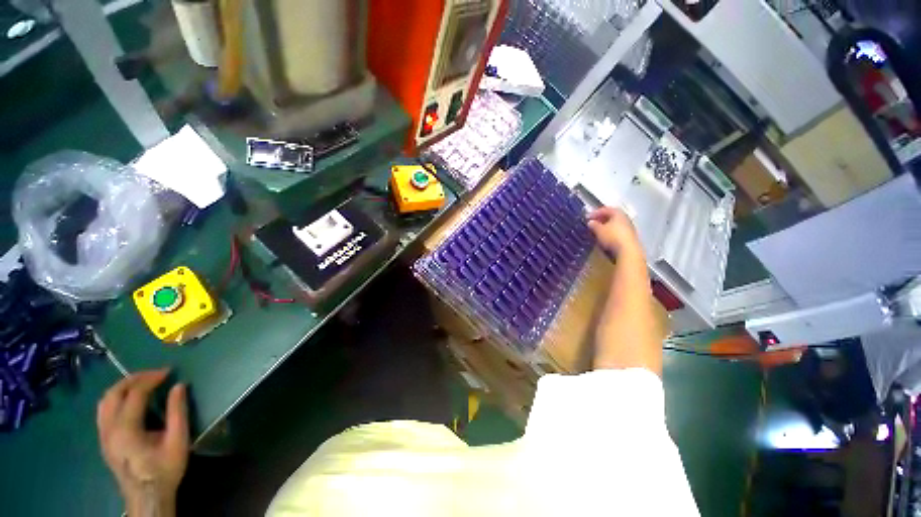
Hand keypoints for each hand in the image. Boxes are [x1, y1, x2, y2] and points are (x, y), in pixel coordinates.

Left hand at [97, 370, 188, 516]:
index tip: (169, 371)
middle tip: (155, 374)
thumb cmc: (165, 469)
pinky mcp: (104, 440)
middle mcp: (109, 429)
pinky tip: (130, 402)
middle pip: (114, 393)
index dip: (151, 379)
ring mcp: (103, 435)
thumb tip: (179, 386)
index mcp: (126, 429)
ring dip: (122, 387)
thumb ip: (178, 412)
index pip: (134, 393)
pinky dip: (116, 399)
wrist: (147, 497)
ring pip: (104, 401)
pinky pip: (104, 411)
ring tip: (142, 384)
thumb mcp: (178, 441)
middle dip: (134, 379)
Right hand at [587, 206, 641, 256]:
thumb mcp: (599, 230)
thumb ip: (594, 225)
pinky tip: (605, 237)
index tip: (587, 217)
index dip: (595, 212)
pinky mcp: (630, 236)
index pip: (605, 209)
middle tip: (593, 223)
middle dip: (601, 219)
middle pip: (612, 216)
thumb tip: (591, 222)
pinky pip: (618, 231)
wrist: (628, 250)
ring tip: (598, 231)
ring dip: (606, 226)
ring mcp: (629, 227)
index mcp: (618, 213)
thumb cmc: (612, 237)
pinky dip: (610, 232)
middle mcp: (625, 218)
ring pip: (615, 224)